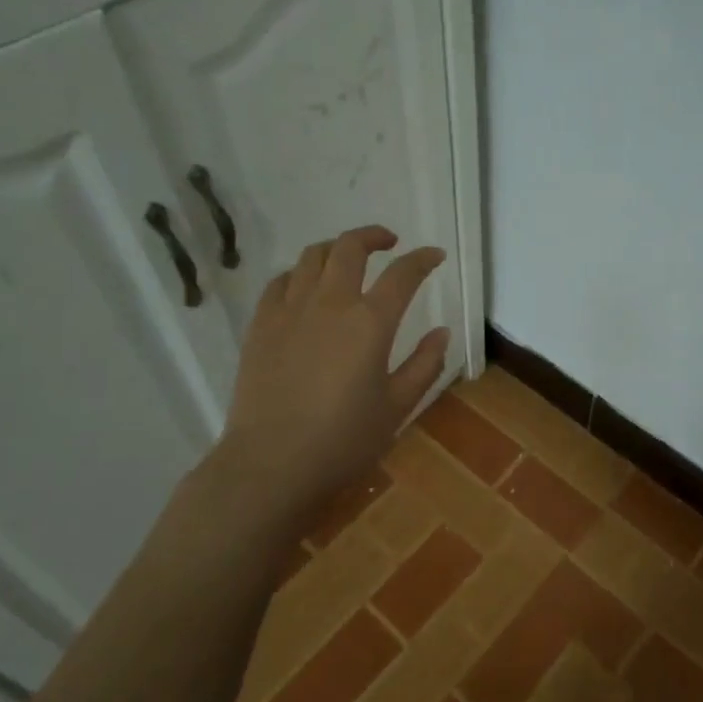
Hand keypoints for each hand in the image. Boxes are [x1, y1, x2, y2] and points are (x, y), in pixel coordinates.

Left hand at [206, 225, 449, 521]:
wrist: (271, 464)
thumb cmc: (343, 440)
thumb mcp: (397, 407)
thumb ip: (425, 365)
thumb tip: (441, 332)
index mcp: (370, 322)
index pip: (403, 273)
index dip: (423, 259)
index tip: (434, 255)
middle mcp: (330, 303)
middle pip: (351, 247)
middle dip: (374, 236)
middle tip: (390, 243)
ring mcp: (290, 310)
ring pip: (312, 256)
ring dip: (336, 248)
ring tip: (348, 259)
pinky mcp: (261, 324)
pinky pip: (280, 281)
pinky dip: (299, 273)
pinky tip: (306, 287)